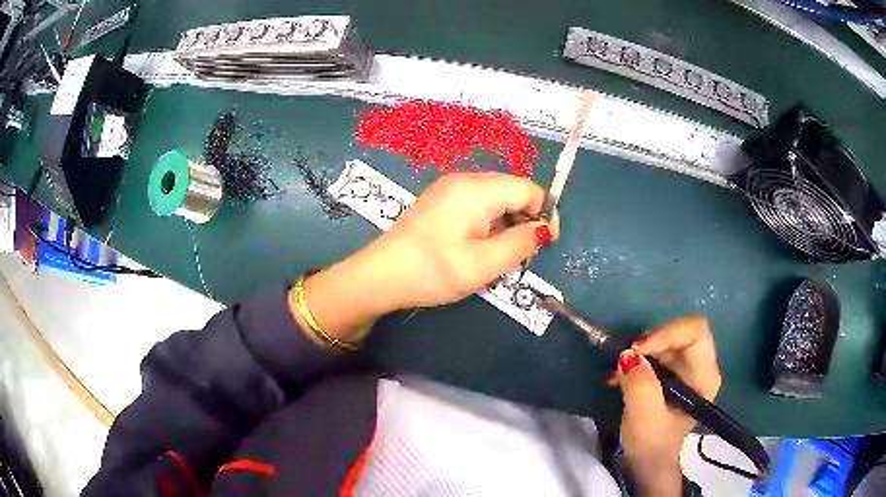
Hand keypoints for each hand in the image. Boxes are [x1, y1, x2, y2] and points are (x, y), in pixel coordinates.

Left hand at [297, 172, 558, 342]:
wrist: (381, 275)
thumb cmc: (434, 270)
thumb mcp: (485, 263)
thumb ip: (521, 243)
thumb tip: (542, 229)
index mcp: (477, 189)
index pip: (527, 188)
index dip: (545, 212)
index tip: (547, 243)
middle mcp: (464, 180)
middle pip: (511, 190)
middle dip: (526, 218)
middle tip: (524, 253)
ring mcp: (448, 188)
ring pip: (494, 197)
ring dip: (507, 222)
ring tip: (502, 254)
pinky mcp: (439, 201)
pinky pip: (476, 203)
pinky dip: (489, 222)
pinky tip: (481, 246)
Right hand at [608, 316, 721, 495]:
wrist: (648, 462)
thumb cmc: (652, 443)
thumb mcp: (644, 417)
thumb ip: (640, 385)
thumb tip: (627, 355)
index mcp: (705, 376)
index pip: (695, 332)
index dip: (668, 332)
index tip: (637, 349)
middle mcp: (700, 367)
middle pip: (681, 333)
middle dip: (651, 341)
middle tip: (625, 357)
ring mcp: (687, 370)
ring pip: (666, 341)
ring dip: (640, 352)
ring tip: (617, 372)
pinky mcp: (672, 374)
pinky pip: (656, 353)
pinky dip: (637, 359)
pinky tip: (619, 376)